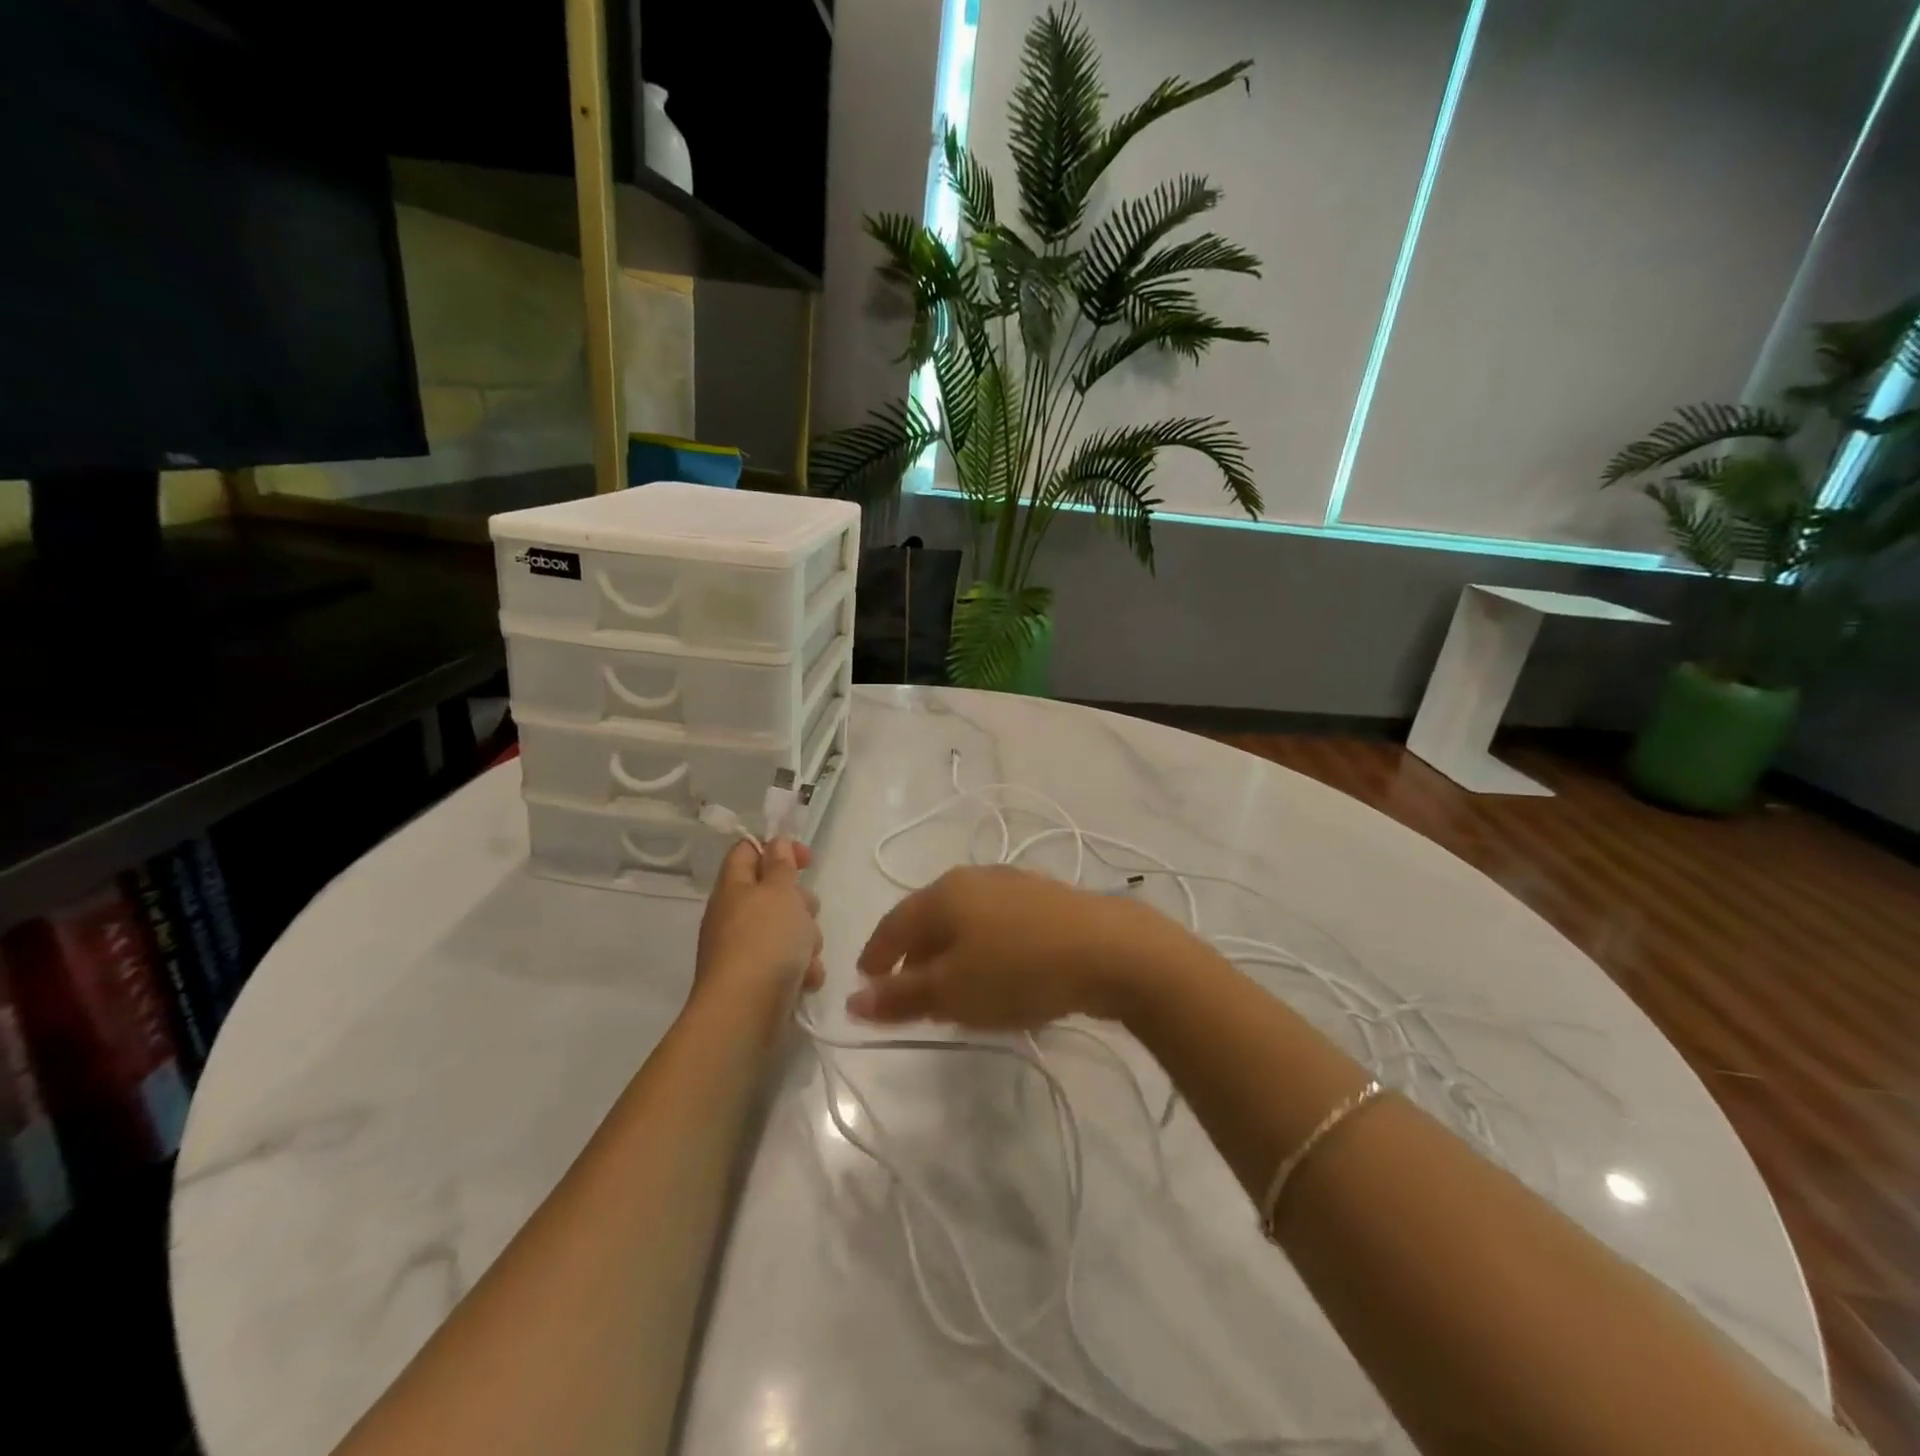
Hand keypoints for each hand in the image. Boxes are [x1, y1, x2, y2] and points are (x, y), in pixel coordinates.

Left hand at [694, 839, 823, 1005]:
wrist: (746, 1012)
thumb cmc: (765, 941)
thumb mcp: (780, 892)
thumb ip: (782, 865)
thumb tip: (775, 843)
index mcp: (734, 887)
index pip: (748, 850)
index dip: (778, 847)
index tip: (808, 860)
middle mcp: (734, 915)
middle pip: (774, 893)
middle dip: (801, 902)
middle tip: (807, 911)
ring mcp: (744, 950)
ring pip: (786, 929)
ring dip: (806, 938)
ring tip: (808, 953)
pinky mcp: (757, 979)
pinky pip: (787, 962)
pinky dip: (800, 968)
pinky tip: (806, 979)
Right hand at [850, 866, 1189, 1028]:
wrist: (1111, 950)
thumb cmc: (1018, 970)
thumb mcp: (952, 991)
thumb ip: (901, 997)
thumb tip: (852, 1000)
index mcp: (943, 892)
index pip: (893, 923)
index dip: (875, 955)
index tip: (865, 984)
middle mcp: (974, 878)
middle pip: (930, 919)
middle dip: (915, 957)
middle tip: (909, 995)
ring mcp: (1014, 884)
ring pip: (966, 921)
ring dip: (952, 955)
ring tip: (954, 991)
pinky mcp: (1046, 899)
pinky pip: (998, 925)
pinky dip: (985, 950)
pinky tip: (999, 975)